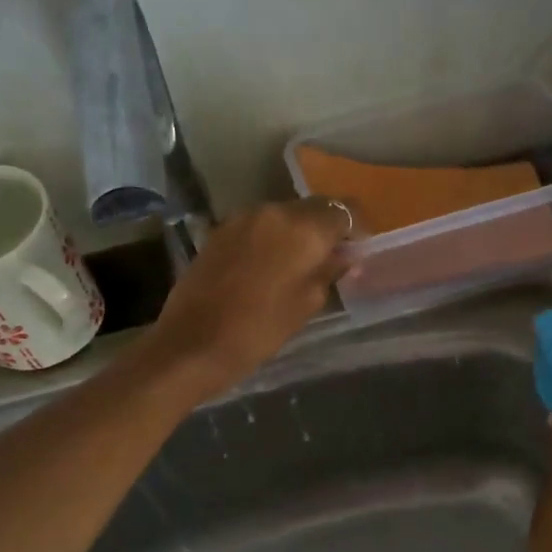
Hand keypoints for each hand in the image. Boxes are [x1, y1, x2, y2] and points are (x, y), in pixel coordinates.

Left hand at [143, 198, 350, 396]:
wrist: (193, 343)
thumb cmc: (260, 329)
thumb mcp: (307, 303)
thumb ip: (330, 271)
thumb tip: (344, 256)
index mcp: (303, 228)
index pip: (344, 210)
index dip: (356, 228)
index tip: (358, 250)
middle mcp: (273, 211)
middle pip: (312, 209)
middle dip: (325, 230)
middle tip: (331, 260)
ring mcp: (242, 218)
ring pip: (282, 216)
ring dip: (296, 234)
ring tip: (298, 265)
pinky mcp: (219, 231)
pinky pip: (257, 227)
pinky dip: (270, 240)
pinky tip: (268, 267)